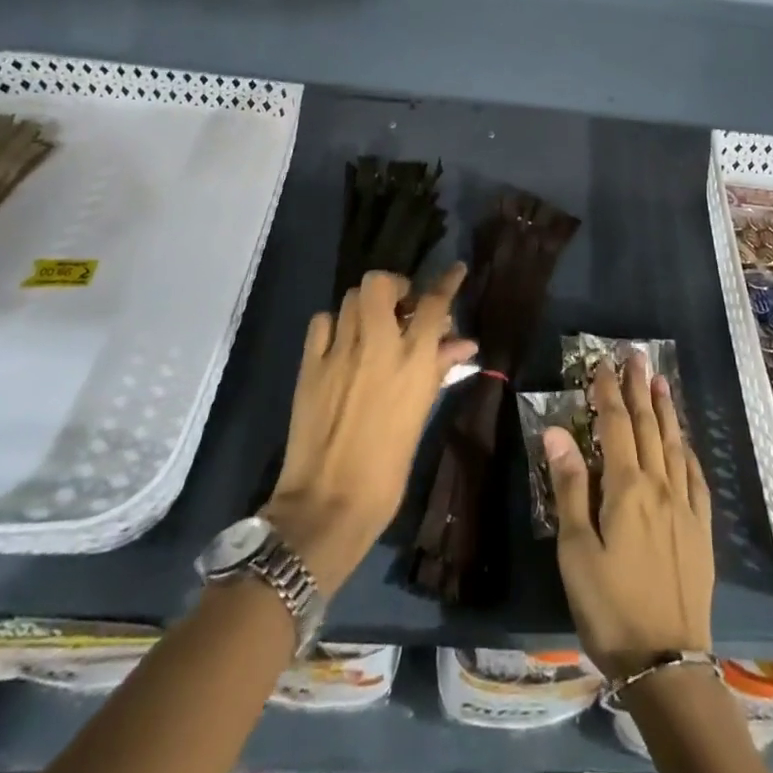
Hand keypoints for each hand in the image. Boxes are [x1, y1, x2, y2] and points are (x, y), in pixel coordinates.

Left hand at [263, 266, 474, 595]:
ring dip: (366, 305)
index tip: (455, 269)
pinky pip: (322, 322)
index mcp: (412, 361)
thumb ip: (439, 370)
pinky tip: (340, 342)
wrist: (327, 503)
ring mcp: (339, 351)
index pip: (434, 303)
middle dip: (395, 287)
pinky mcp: (310, 364)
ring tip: (371, 326)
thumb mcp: (420, 416)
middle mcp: (376, 345)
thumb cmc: (387, 468)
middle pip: (382, 283)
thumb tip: (463, 343)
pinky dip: (334, 324)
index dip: (447, 280)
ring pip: (352, 297)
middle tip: (401, 308)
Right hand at [543, 354, 712, 680]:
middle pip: (648, 426)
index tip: (603, 363)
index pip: (615, 425)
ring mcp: (685, 507)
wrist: (667, 663)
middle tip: (636, 356)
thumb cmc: (609, 608)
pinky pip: (695, 476)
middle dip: (639, 388)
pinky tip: (684, 442)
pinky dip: (687, 450)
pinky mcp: (701, 530)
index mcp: (627, 488)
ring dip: (665, 410)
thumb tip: (557, 431)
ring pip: (674, 444)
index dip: (608, 391)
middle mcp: (660, 486)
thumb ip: (569, 487)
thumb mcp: (576, 551)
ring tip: (660, 381)